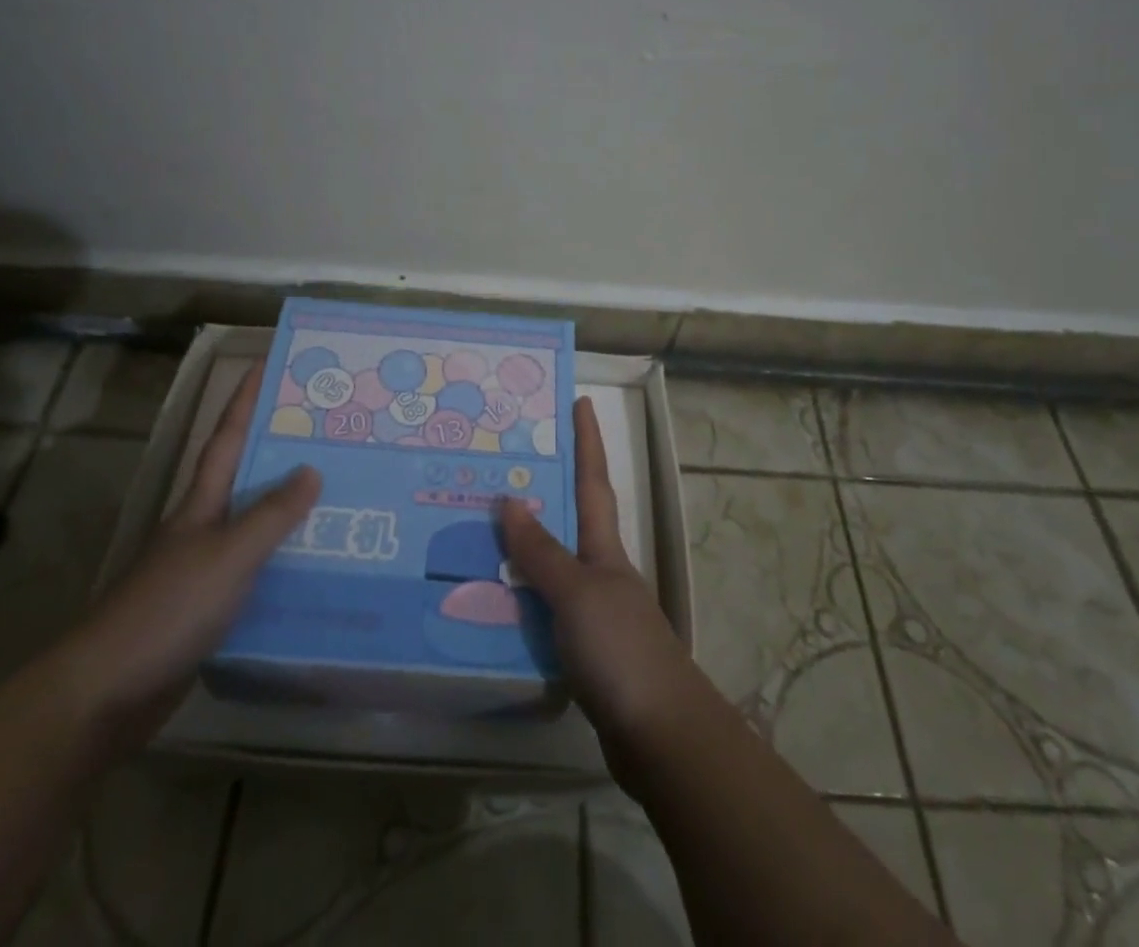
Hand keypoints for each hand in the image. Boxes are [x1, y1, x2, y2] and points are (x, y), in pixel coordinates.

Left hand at [56, 364, 320, 750]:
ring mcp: (204, 570)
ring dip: (292, 511)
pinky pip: (259, 572)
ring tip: (343, 496)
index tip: (266, 364)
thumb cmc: (168, 609)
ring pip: (257, 527)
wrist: (107, 693)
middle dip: (282, 451)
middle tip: (332, 432)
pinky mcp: (210, 609)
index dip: (244, 400)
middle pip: (246, 478)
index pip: (226, 438)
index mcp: (201, 504)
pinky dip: (286, 563)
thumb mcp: (228, 555)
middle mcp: (203, 528)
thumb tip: (311, 468)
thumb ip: (271, 514)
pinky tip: (319, 569)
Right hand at [500, 397, 711, 772]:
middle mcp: (601, 572)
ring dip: (522, 550)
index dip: (588, 441)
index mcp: (604, 549)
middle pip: (570, 521)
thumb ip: (541, 551)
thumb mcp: (576, 593)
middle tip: (500, 467)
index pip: (593, 481)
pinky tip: (490, 605)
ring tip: (477, 532)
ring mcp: (595, 613)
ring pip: (551, 568)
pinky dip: (520, 601)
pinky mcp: (584, 652)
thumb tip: (510, 498)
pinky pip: (543, 612)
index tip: (582, 401)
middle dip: (543, 491)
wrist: (660, 736)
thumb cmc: (621, 649)